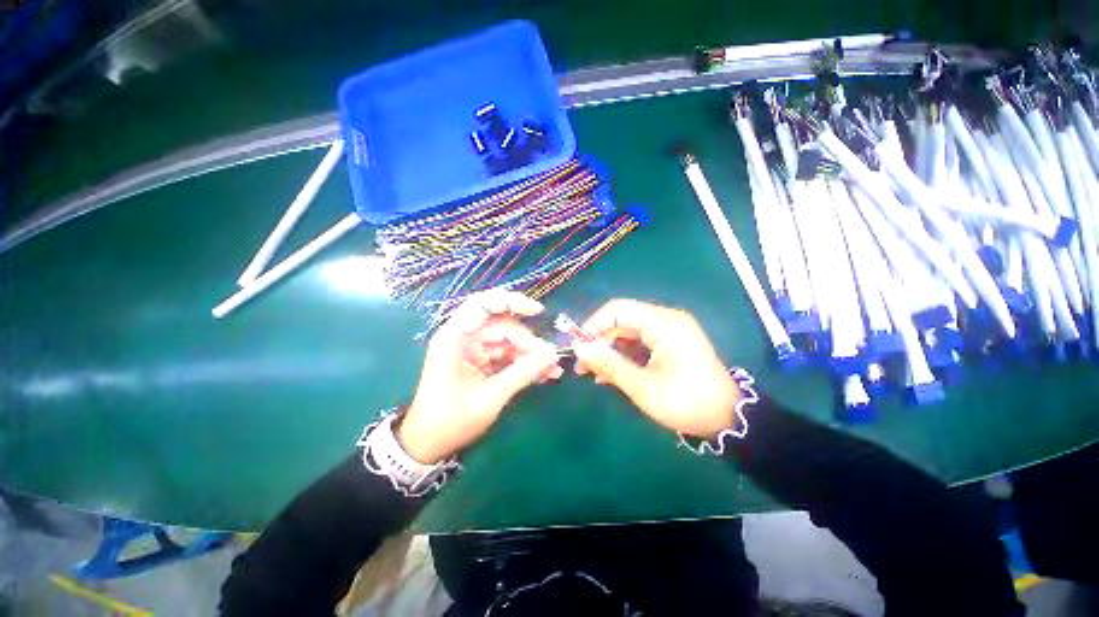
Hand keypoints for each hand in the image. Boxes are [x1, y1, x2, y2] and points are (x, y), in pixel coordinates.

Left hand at [398, 291, 562, 463]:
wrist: (428, 445)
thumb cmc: (451, 421)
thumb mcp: (490, 397)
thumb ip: (522, 373)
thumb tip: (553, 356)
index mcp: (455, 337)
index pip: (483, 304)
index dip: (512, 301)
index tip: (538, 311)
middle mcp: (463, 337)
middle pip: (503, 326)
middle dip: (528, 342)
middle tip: (551, 360)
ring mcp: (472, 349)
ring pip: (508, 341)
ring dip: (530, 354)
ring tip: (552, 371)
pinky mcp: (479, 361)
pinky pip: (506, 354)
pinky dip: (523, 363)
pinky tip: (542, 374)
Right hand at [573, 299, 739, 438]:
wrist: (727, 420)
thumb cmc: (686, 402)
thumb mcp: (642, 386)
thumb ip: (608, 364)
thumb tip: (579, 348)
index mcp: (663, 323)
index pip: (618, 309)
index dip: (594, 324)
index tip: (578, 346)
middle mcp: (666, 320)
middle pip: (622, 320)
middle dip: (600, 341)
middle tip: (582, 366)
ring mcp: (669, 331)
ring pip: (628, 332)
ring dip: (610, 350)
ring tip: (594, 374)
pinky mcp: (670, 343)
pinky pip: (639, 342)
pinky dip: (624, 356)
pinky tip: (611, 374)